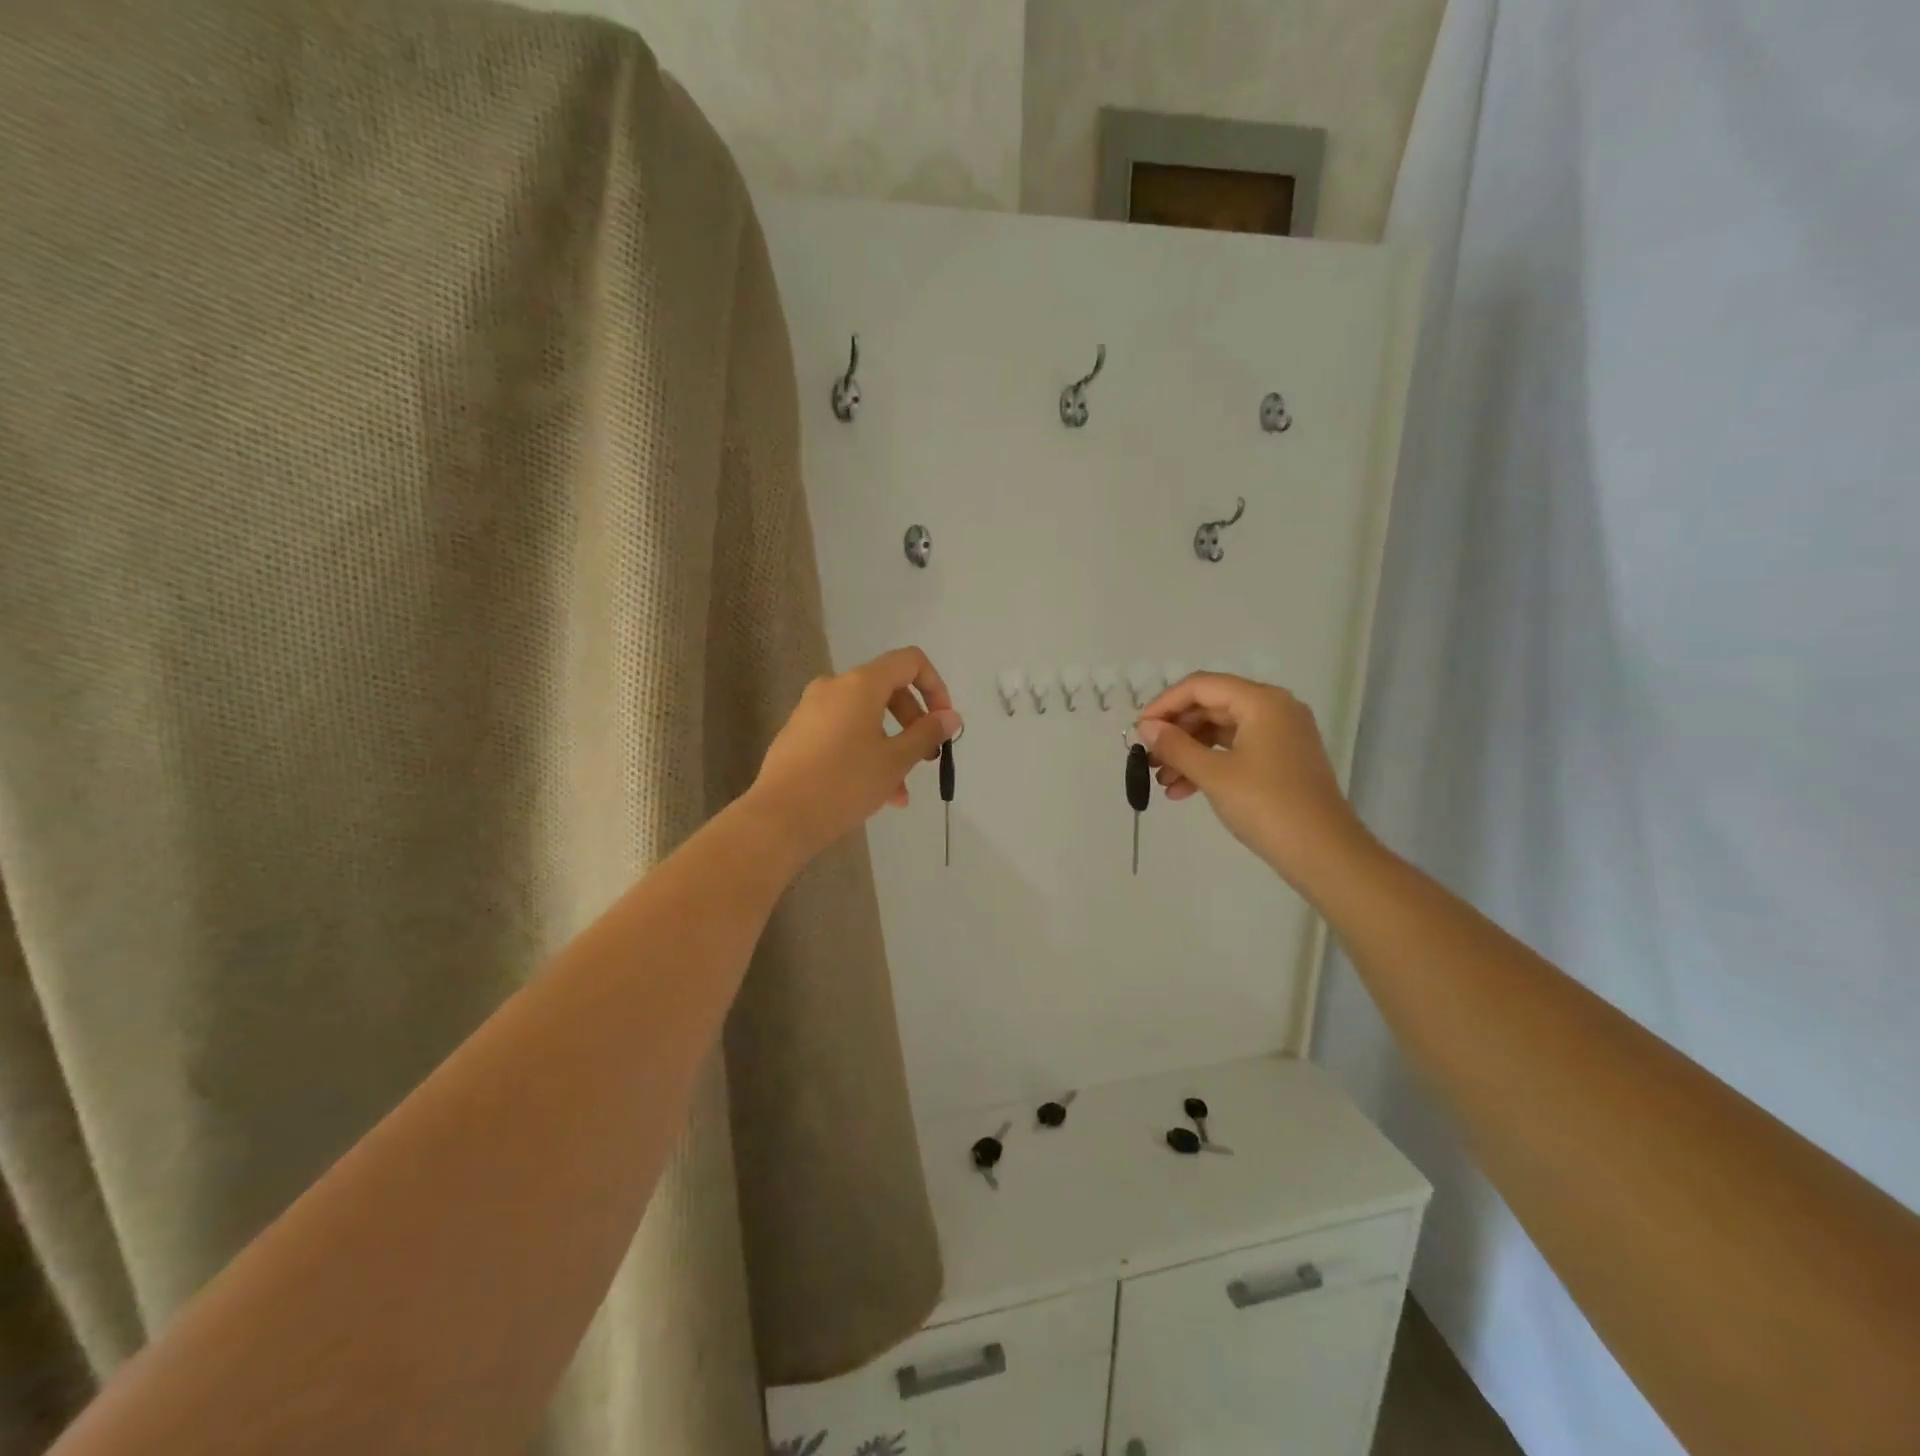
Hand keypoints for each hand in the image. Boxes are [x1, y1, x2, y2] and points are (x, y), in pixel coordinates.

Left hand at [750, 647, 962, 863]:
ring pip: (865, 718)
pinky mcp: (798, 734)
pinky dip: (864, 753)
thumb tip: (951, 717)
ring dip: (890, 747)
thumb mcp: (895, 760)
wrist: (779, 818)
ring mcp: (811, 710)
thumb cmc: (845, 783)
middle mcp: (833, 687)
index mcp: (860, 684)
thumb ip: (927, 733)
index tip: (943, 723)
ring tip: (900, 792)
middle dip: (913, 723)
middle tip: (928, 759)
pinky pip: (843, 733)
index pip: (909, 662)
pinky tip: (874, 793)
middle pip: (887, 690)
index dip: (936, 687)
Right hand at [1135, 674, 1368, 887]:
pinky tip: (1182, 791)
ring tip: (1161, 781)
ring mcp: (1280, 735)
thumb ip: (1175, 746)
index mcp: (1261, 702)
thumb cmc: (1267, 806)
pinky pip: (1235, 750)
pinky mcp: (1281, 760)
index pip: (1201, 686)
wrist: (1324, 853)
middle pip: (1211, 706)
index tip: (1139, 730)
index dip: (1164, 704)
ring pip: (1221, 731)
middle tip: (1147, 757)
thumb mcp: (1213, 774)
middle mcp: (1274, 709)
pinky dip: (1208, 765)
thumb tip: (1145, 726)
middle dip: (1175, 732)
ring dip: (1188, 752)